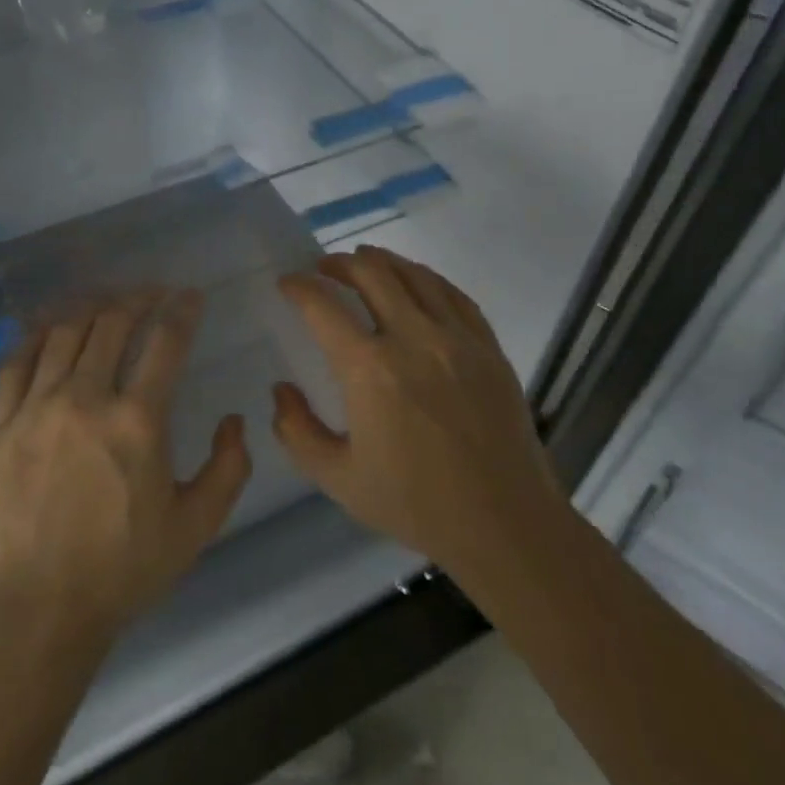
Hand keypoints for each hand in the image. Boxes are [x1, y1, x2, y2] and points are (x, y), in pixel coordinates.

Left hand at [0, 289, 251, 653]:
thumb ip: (228, 469)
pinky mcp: (1, 424)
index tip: (190, 296)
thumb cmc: (123, 571)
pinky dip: (37, 335)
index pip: (166, 341)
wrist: (37, 612)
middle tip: (152, 294)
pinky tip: (50, 328)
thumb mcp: (196, 527)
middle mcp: (86, 399)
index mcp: (138, 421)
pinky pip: (16, 361)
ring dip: (91, 308)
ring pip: (64, 332)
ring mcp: (37, 408)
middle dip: (138, 297)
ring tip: (107, 303)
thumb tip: (233, 420)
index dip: (182, 310)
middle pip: (112, 322)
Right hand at [272, 246, 566, 586]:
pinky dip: (426, 278)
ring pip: (414, 275)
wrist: (504, 523)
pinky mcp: (487, 346)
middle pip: (371, 273)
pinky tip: (417, 282)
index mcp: (369, 370)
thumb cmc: (415, 504)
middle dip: (339, 263)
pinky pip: (453, 294)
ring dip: (382, 261)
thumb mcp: (338, 479)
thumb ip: (297, 431)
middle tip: (324, 268)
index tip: (288, 282)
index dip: (299, 286)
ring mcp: (456, 338)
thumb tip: (280, 389)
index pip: (323, 305)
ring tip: (365, 262)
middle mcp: (412, 339)